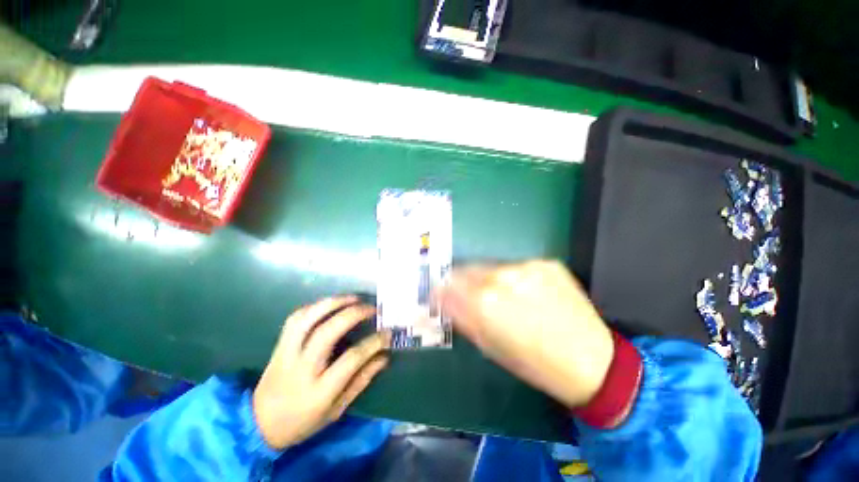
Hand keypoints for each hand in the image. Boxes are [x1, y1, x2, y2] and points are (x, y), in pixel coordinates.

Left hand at [252, 296, 390, 449]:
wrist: (259, 425)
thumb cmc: (303, 421)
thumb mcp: (337, 410)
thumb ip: (361, 381)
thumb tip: (383, 356)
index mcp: (319, 391)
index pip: (351, 359)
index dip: (373, 343)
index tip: (387, 333)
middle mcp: (301, 368)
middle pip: (327, 332)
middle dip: (353, 315)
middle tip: (371, 308)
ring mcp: (286, 354)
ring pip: (307, 319)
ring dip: (332, 303)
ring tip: (353, 298)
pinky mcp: (278, 346)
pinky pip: (295, 318)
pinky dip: (315, 307)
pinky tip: (330, 304)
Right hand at [438, 261, 613, 408]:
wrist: (591, 360)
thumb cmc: (534, 363)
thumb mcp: (489, 346)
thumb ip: (462, 317)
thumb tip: (441, 298)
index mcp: (484, 302)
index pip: (448, 284)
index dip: (441, 290)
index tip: (440, 294)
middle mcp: (501, 277)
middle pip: (466, 269)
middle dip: (462, 282)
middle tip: (471, 296)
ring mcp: (526, 266)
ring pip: (491, 267)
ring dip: (489, 279)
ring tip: (504, 297)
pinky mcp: (546, 262)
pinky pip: (517, 266)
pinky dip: (514, 278)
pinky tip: (528, 293)